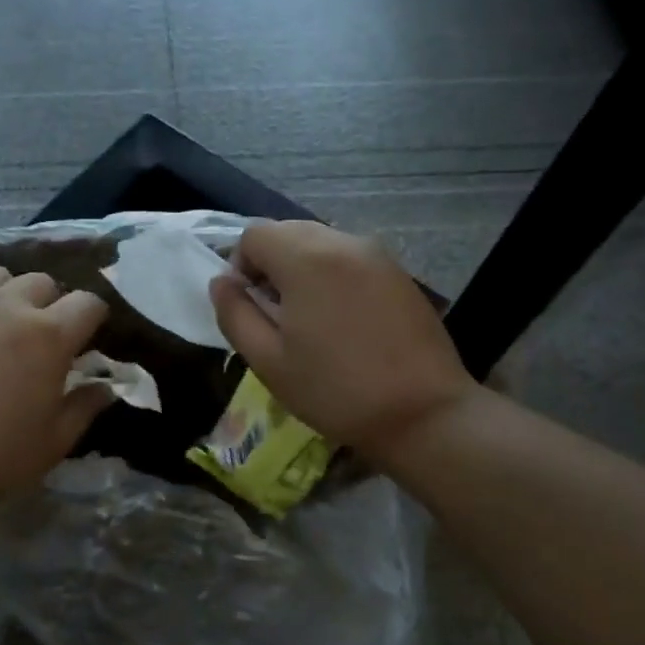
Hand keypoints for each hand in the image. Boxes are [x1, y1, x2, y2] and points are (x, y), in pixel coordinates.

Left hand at [0, 268, 112, 512]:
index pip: (89, 303)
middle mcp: (8, 305)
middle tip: (40, 337)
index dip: (94, 317)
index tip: (87, 338)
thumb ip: (83, 410)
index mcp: (48, 336)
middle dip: (51, 304)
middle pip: (44, 282)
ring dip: (8, 295)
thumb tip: (106, 387)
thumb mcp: (48, 446)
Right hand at [209, 221, 474, 463]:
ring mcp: (376, 254)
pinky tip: (341, 319)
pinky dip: (331, 274)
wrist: (423, 413)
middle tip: (274, 314)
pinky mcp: (398, 272)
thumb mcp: (268, 361)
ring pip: (319, 242)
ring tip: (308, 318)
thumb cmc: (335, 390)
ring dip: (300, 268)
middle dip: (270, 264)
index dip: (240, 265)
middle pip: (287, 232)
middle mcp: (342, 242)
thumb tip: (221, 282)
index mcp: (305, 258)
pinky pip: (348, 257)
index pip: (255, 235)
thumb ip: (235, 314)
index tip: (249, 306)